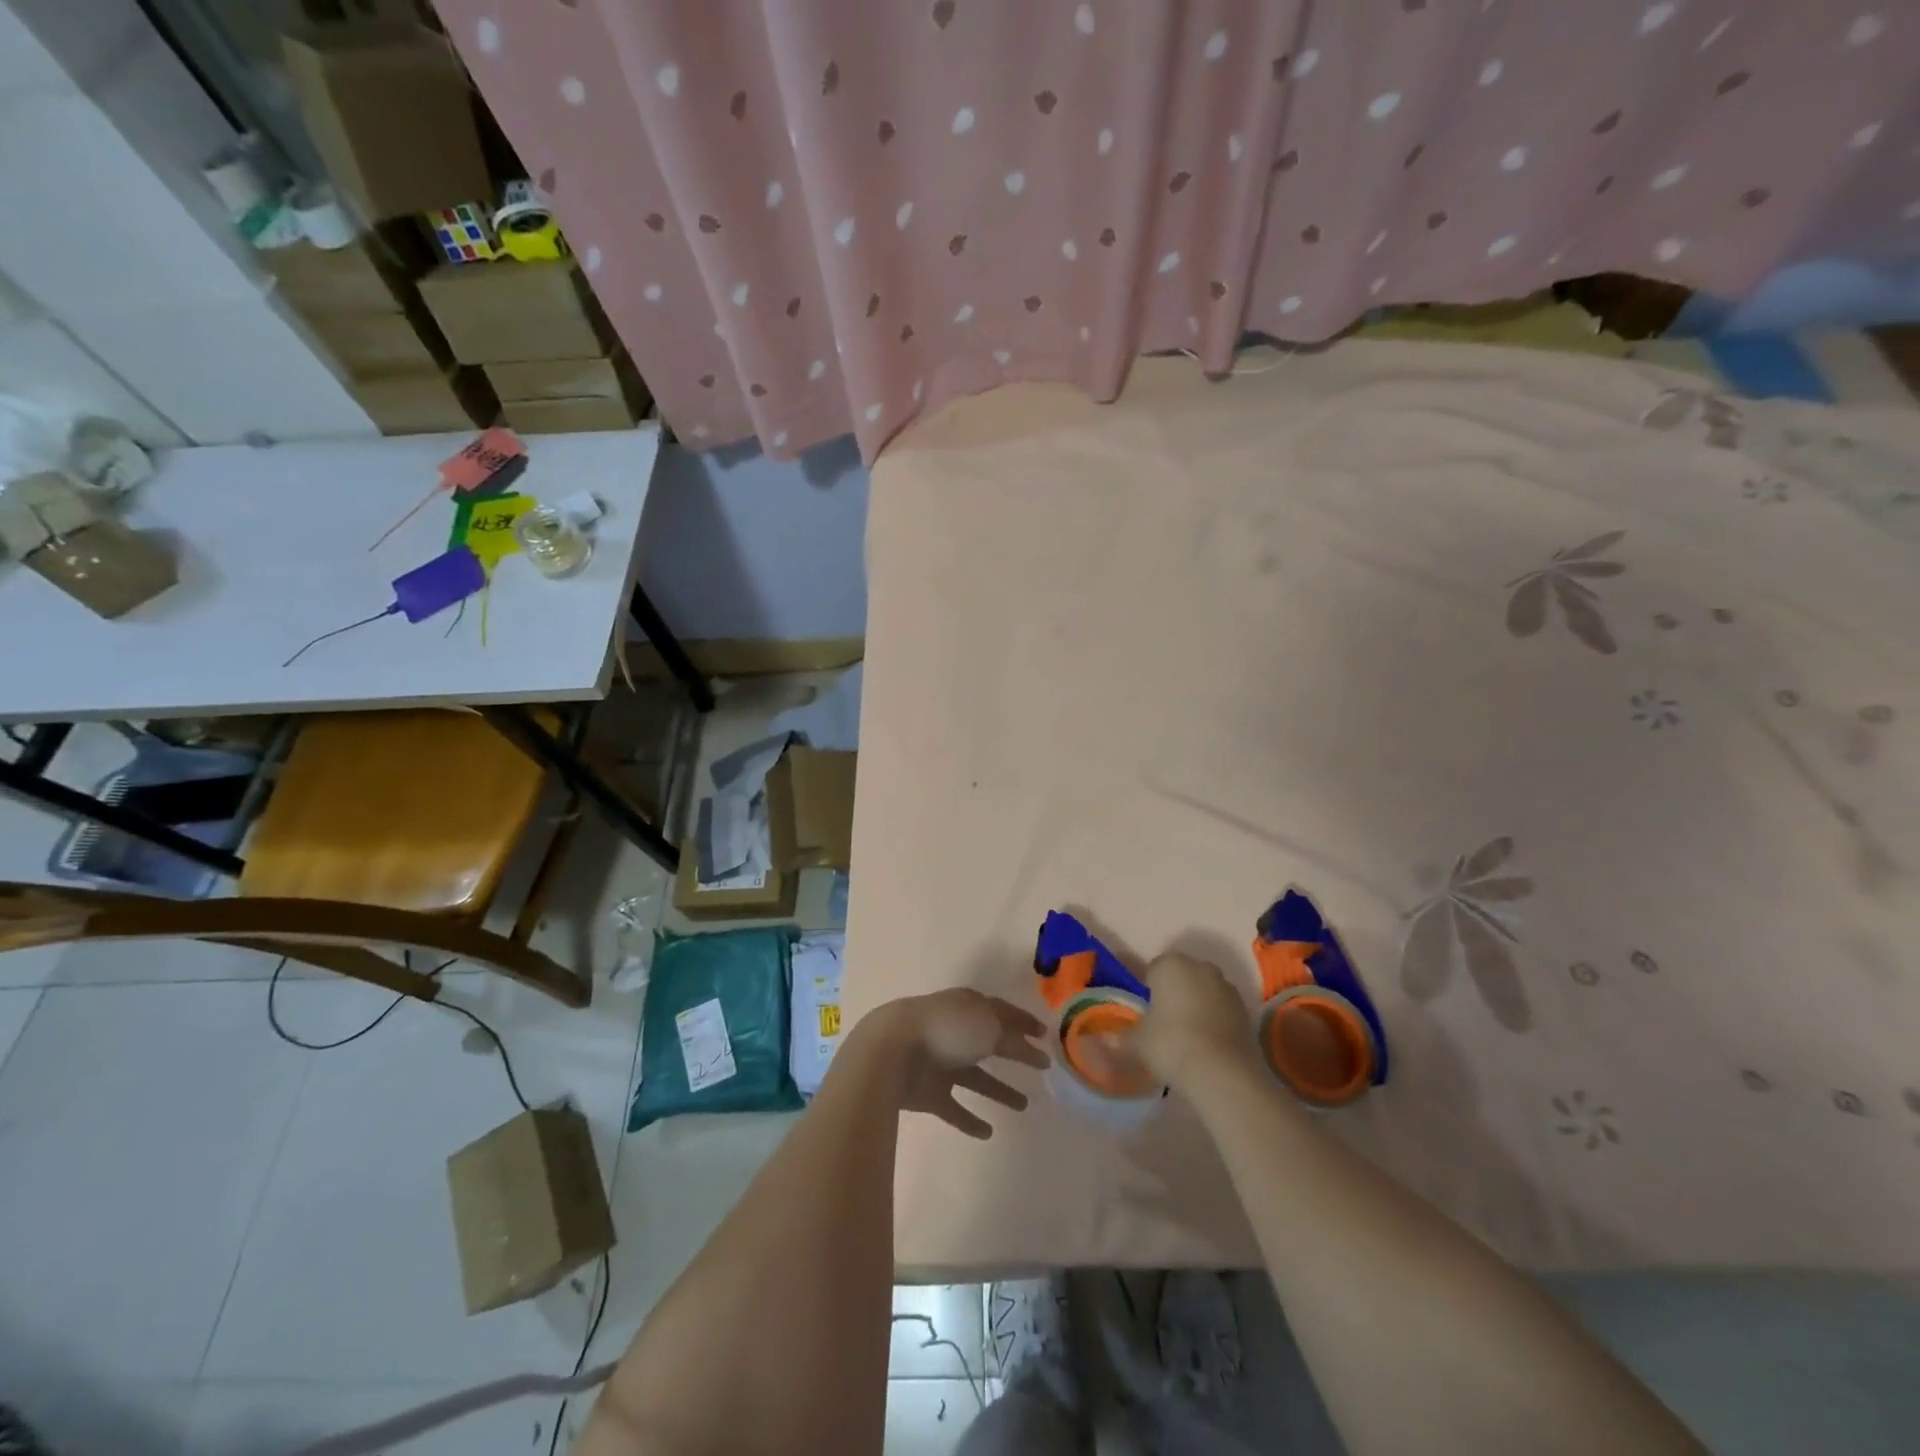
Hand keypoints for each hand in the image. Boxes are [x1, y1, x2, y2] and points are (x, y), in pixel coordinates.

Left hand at [861, 989, 1050, 1138]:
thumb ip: (1012, 1038)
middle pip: (989, 1043)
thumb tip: (1030, 1046)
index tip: (1045, 1034)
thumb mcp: (989, 1027)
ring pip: (975, 1077)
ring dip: (998, 1090)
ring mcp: (939, 1063)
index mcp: (967, 1007)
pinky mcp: (927, 1093)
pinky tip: (988, 1132)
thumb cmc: (946, 1030)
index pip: (1001, 1012)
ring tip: (1025, 1105)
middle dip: (1014, 1053)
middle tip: (1042, 1068)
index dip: (1024, 1022)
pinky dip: (968, 1120)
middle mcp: (955, 1032)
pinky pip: (953, 1108)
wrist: (891, 1053)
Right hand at [1129, 951, 1256, 1088]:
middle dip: (1174, 993)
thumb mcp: (1137, 1042)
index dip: (1147, 990)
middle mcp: (1200, 967)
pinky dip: (1215, 1021)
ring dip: (1197, 1005)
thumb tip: (1108, 1039)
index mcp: (1170, 964)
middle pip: (1181, 976)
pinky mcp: (1246, 1011)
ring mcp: (1227, 987)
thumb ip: (1122, 1036)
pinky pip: (1222, 1010)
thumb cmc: (1171, 1044)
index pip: (1152, 970)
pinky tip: (1207, 1045)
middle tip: (1164, 1023)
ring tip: (1187, 1037)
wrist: (1223, 1073)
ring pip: (1204, 991)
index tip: (1144, 1013)